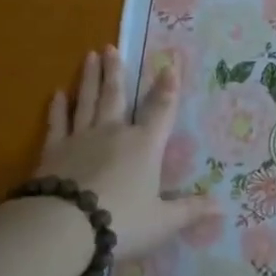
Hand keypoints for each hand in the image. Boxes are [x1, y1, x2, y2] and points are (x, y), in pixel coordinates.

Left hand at [36, 46, 214, 258]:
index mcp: (144, 146)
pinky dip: (58, 108)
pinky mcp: (53, 151)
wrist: (65, 227)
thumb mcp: (163, 221)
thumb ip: (190, 210)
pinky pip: (57, 123)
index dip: (168, 88)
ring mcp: (80, 139)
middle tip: (111, 47)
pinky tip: (57, 94)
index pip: (161, 110)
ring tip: (90, 56)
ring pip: (87, 101)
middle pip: (116, 96)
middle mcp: (113, 133)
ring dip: (90, 78)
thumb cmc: (122, 222)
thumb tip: (222, 206)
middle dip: (116, 71)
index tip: (169, 64)